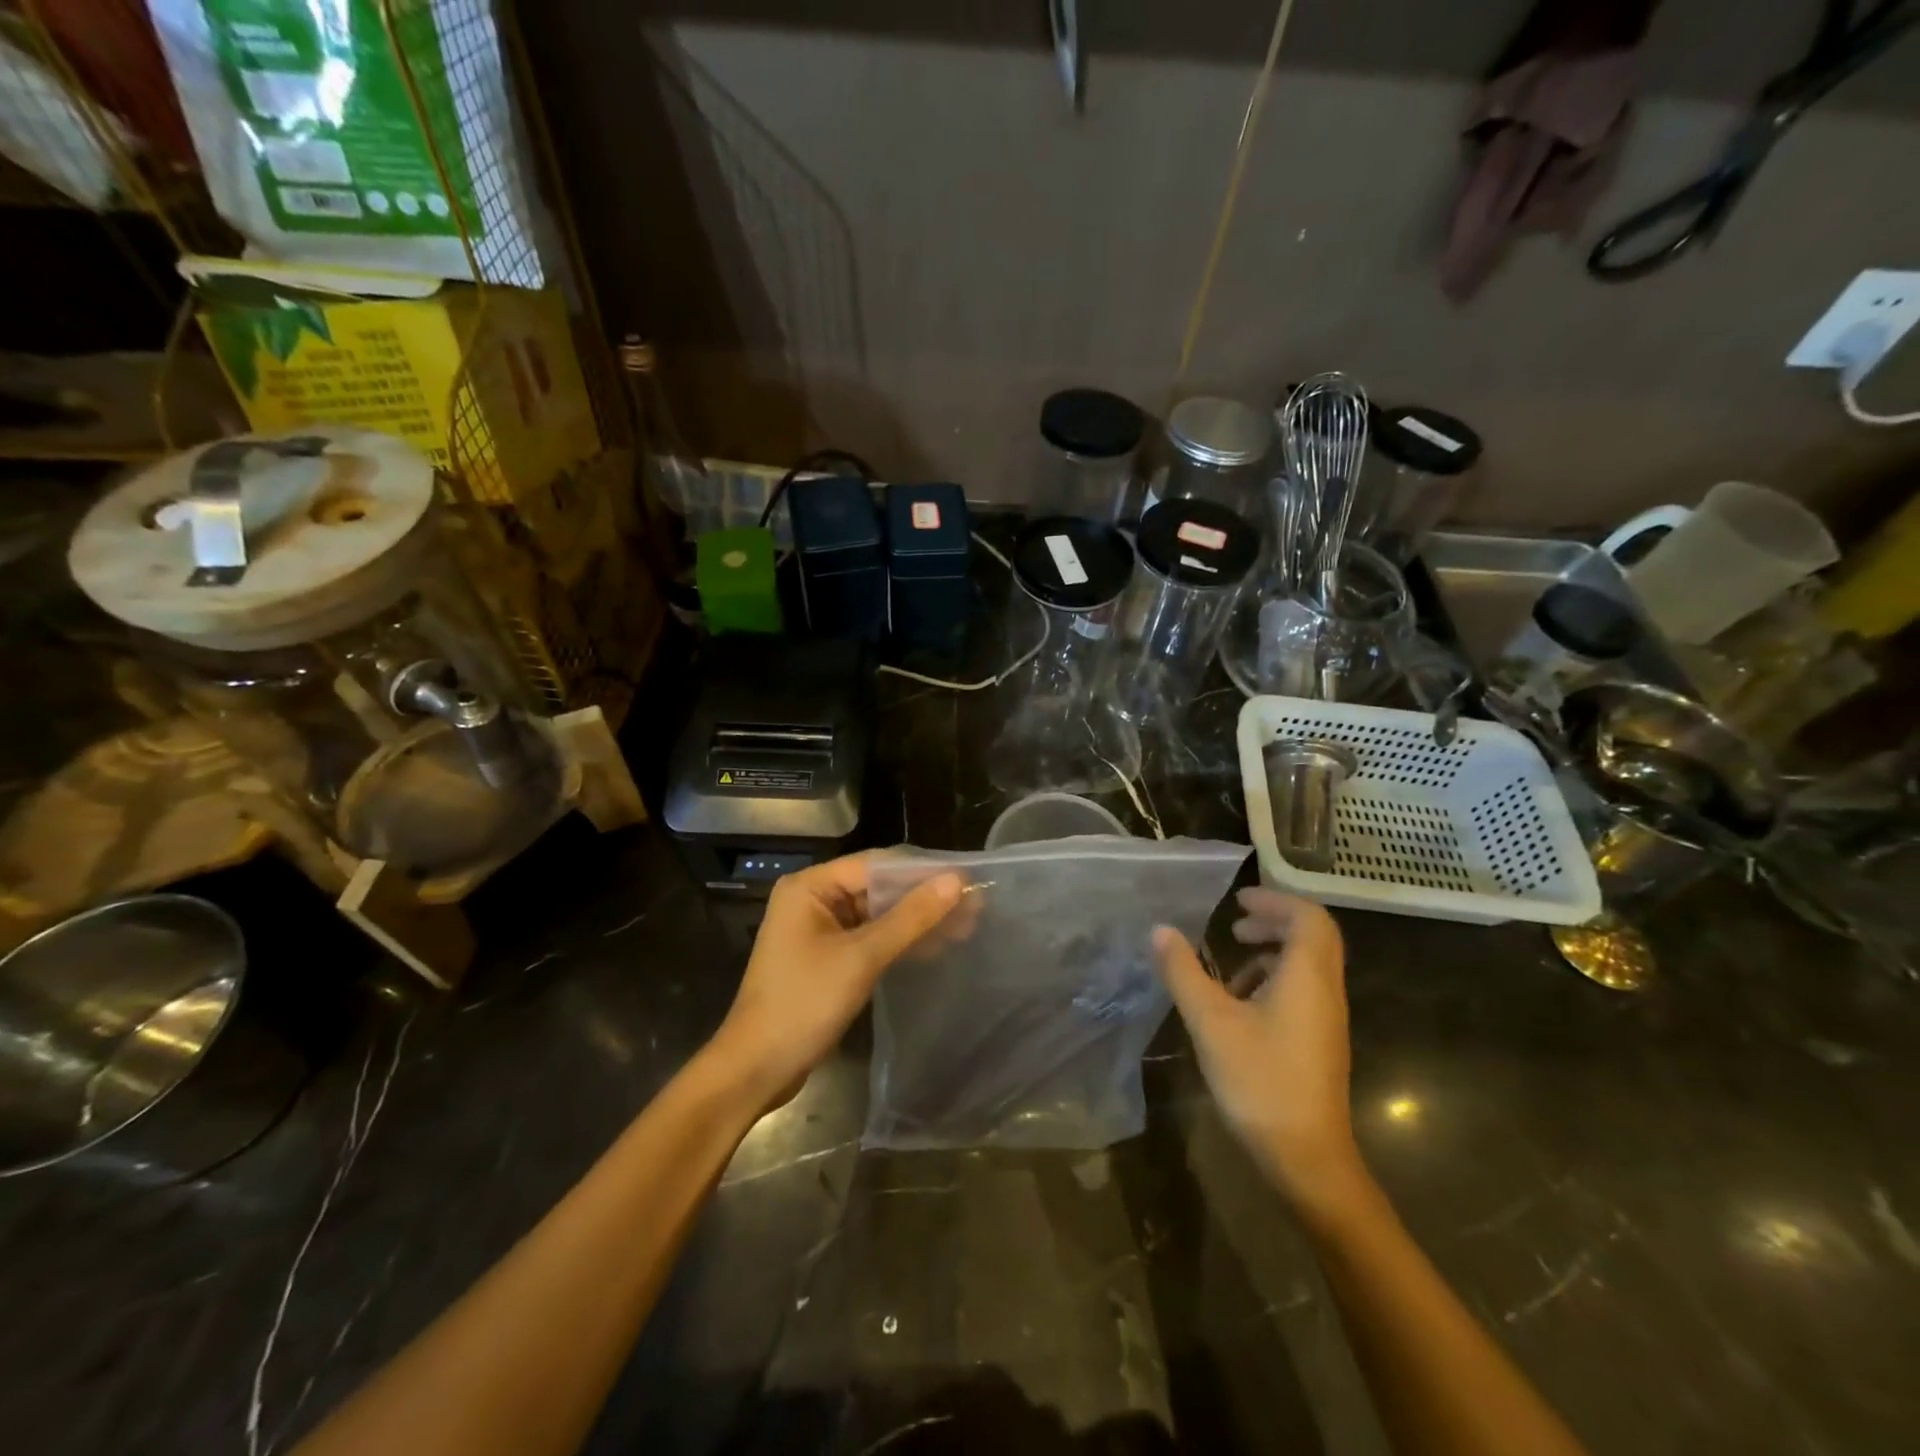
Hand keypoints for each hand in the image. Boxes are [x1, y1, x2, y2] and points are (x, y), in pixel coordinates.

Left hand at [711, 854, 964, 1107]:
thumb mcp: (862, 957)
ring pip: (878, 914)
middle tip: (974, 905)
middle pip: (878, 887)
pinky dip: (900, 941)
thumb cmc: (804, 1003)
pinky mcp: (828, 957)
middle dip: (924, 897)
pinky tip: (936, 946)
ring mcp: (819, 930)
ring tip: (967, 926)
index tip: (968, 878)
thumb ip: (910, 918)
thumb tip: (956, 881)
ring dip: (917, 921)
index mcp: (811, 886)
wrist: (756, 1069)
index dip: (923, 870)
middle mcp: (813, 899)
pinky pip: (870, 937)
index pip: (876, 864)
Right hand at [1153, 888, 1363, 1210]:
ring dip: (1272, 951)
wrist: (1307, 1158)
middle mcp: (1325, 990)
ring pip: (1308, 964)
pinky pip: (1303, 989)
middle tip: (1234, 926)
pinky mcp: (1319, 1041)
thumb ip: (1183, 972)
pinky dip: (1274, 979)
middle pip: (1312, 936)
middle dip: (1273, 921)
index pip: (1308, 917)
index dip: (1274, 900)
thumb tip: (1160, 930)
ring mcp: (1326, 1018)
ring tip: (1231, 962)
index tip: (1237, 901)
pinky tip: (1240, 1003)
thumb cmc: (1260, 1081)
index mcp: (1307, 976)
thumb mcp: (1210, 1022)